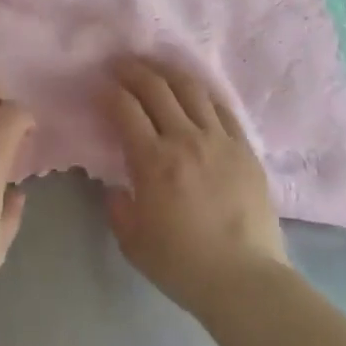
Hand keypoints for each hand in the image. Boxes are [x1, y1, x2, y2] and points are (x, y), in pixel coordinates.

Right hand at [104, 57, 289, 323]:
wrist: (246, 281)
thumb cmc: (183, 265)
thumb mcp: (133, 242)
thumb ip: (117, 207)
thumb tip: (115, 187)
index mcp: (153, 161)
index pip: (125, 109)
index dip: (108, 92)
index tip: (99, 87)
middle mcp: (185, 139)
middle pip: (156, 88)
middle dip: (133, 70)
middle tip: (119, 64)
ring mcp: (219, 140)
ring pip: (191, 89)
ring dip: (167, 72)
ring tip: (155, 67)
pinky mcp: (245, 148)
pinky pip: (221, 108)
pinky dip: (202, 93)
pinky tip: (193, 92)